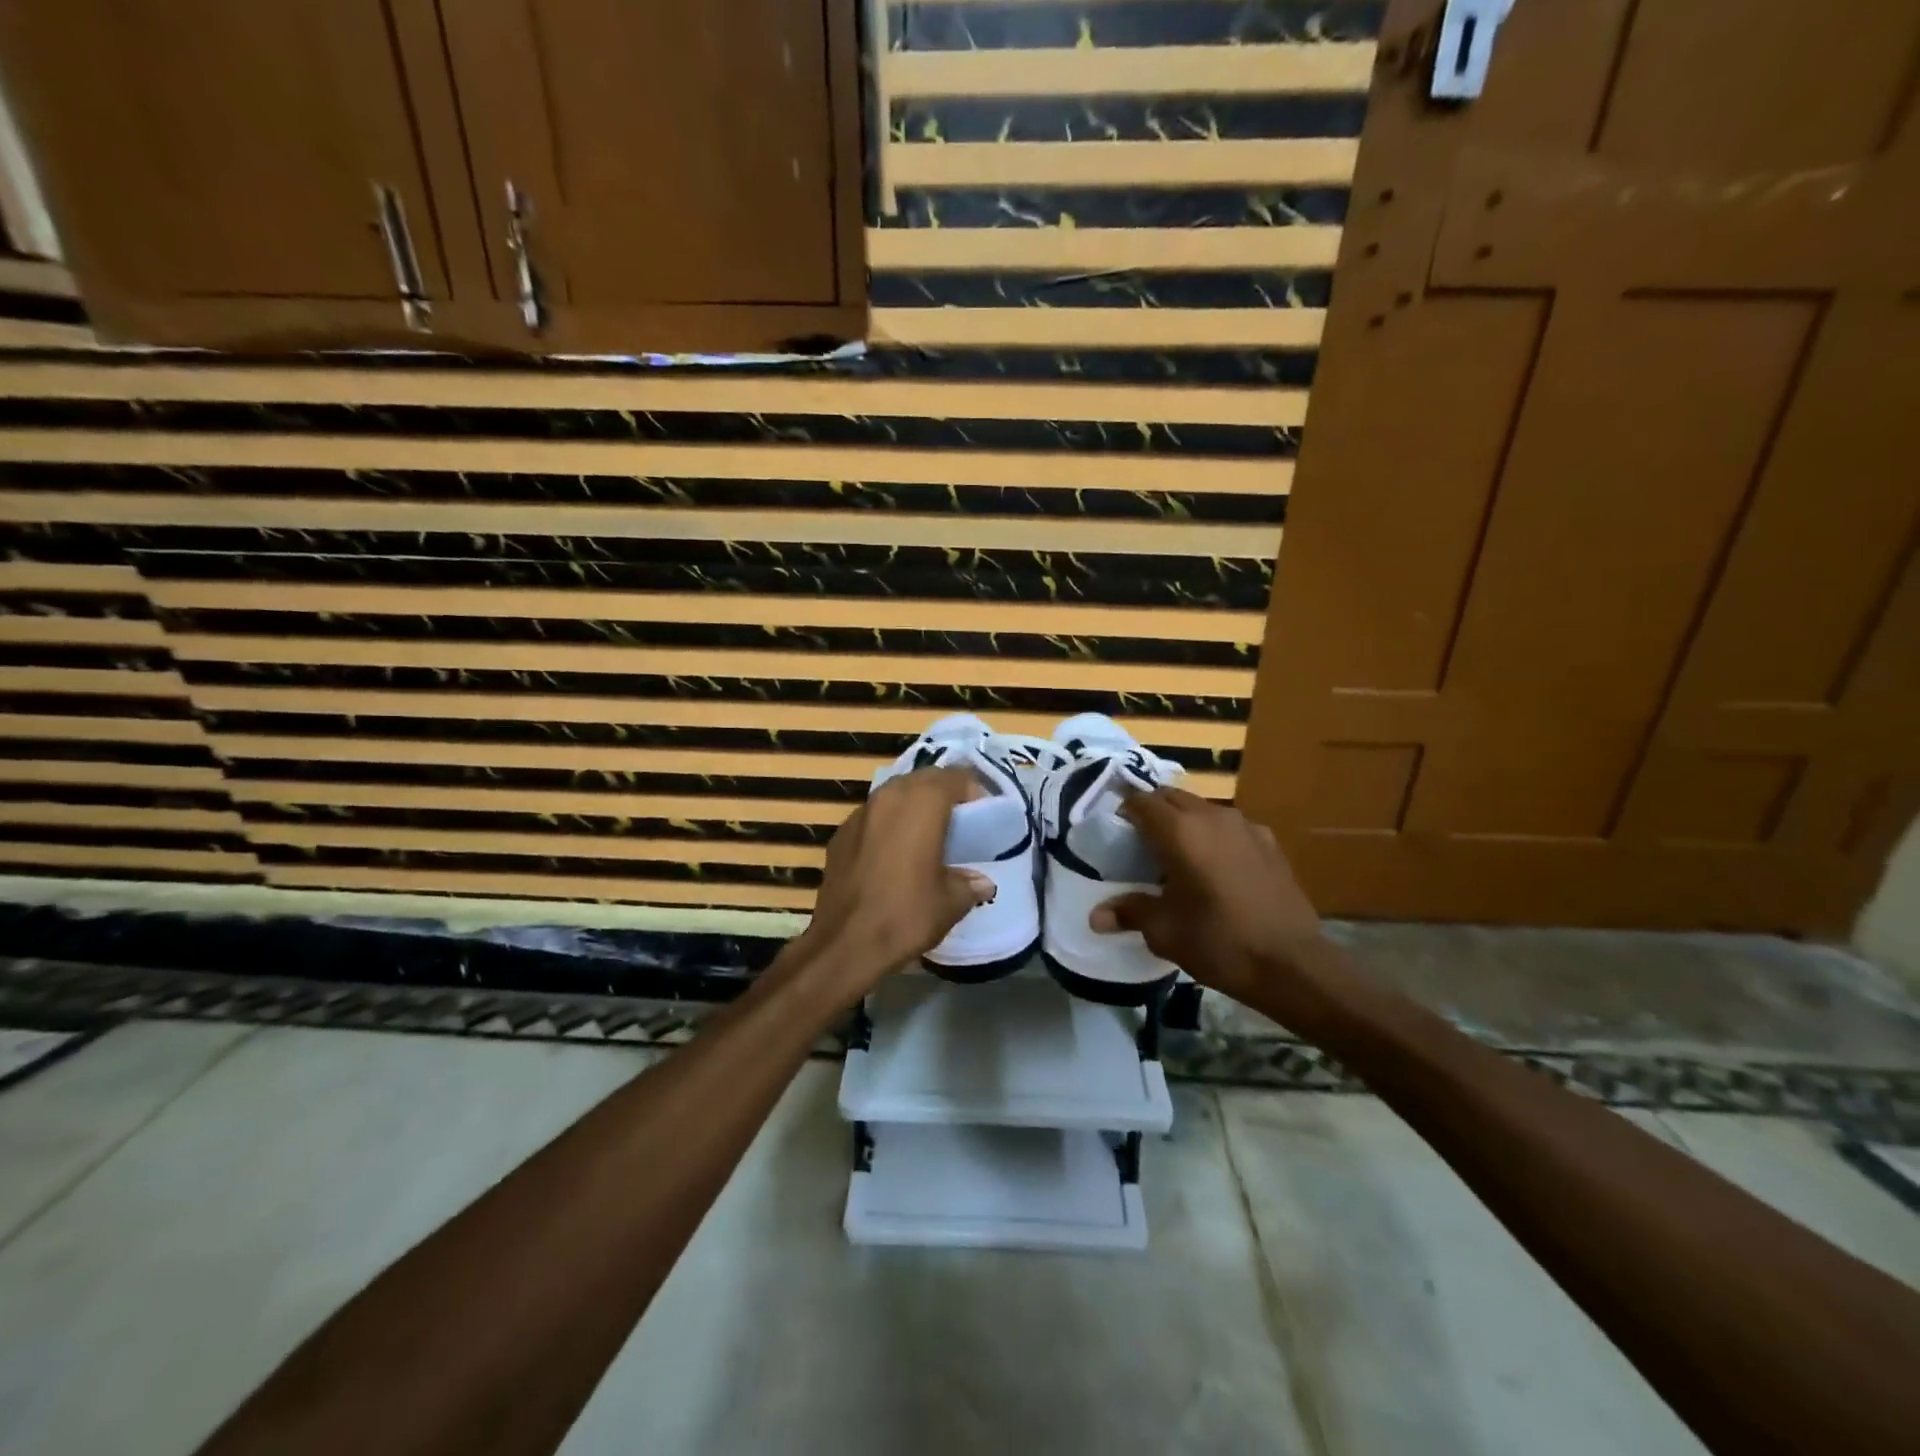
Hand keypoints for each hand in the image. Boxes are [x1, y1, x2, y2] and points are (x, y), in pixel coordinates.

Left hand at [799, 767, 994, 999]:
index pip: (955, 776)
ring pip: (895, 793)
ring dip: (914, 805)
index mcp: (922, 803)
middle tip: (958, 821)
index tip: (982, 814)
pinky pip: (873, 816)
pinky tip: (894, 853)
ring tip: (927, 834)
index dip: (973, 790)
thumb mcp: (951, 903)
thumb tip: (982, 882)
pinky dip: (889, 823)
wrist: (844, 944)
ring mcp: (860, 813)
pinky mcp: (840, 833)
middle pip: (923, 778)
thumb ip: (970, 884)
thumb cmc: (906, 916)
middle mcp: (889, 796)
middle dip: (943, 792)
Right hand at [1090, 788, 1323, 1006]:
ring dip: (1184, 821)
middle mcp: (1211, 817)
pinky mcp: (1268, 842)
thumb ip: (1129, 913)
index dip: (1124, 811)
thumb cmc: (1219, 943)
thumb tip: (1096, 917)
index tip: (1115, 832)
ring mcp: (1245, 826)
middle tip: (1140, 841)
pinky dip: (1214, 835)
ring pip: (1202, 808)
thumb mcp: (1165, 932)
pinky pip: (1230, 826)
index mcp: (1179, 832)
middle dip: (1152, 811)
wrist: (1292, 963)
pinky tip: (1216, 866)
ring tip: (1177, 853)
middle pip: (1171, 797)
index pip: (1141, 802)